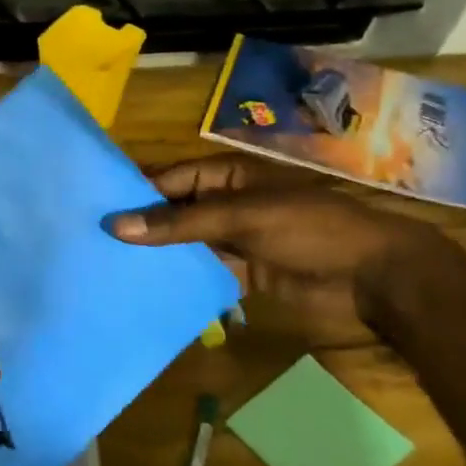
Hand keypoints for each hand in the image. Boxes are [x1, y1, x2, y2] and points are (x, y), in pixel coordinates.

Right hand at [108, 156, 465, 335]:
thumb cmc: (311, 228)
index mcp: (228, 176)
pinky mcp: (243, 272)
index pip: (170, 179)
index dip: (135, 191)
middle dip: (140, 225)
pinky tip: (146, 289)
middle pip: (174, 212)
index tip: (92, 208)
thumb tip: (116, 225)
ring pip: (185, 244)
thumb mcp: (242, 217)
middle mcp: (226, 203)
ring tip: (108, 267)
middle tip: (91, 242)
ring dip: (156, 255)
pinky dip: (180, 279)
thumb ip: (179, 223)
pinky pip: (203, 272)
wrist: (375, 276)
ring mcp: (235, 239)